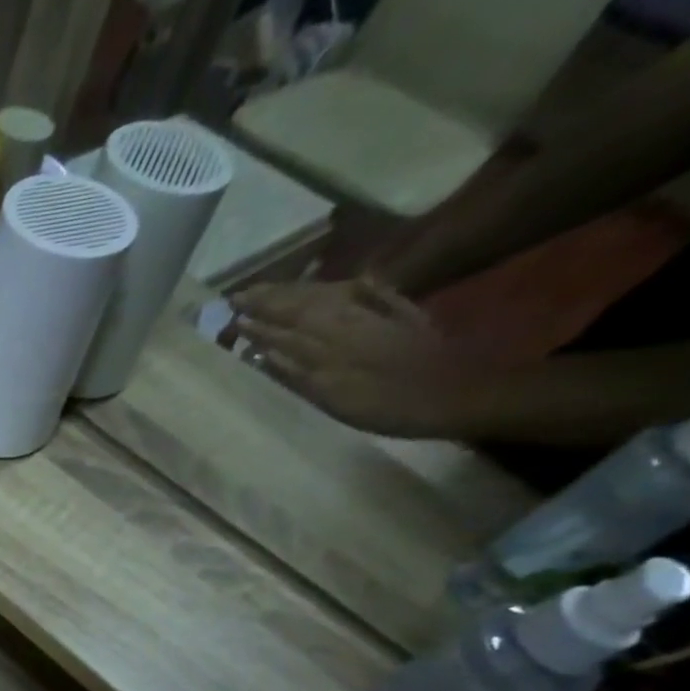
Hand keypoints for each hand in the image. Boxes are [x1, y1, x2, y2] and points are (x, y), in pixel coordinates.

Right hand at [228, 277, 479, 437]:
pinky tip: (346, 282)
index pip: (284, 326)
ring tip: (274, 288)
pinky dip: (353, 289)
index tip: (230, 311)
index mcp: (330, 344)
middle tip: (241, 295)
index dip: (257, 318)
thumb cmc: (391, 408)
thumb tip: (262, 351)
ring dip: (300, 292)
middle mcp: (350, 323)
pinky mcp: (402, 317)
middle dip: (271, 299)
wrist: (458, 393)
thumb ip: (297, 373)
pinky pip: (370, 295)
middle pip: (304, 306)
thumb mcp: (334, 400)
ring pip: (330, 298)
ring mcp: (376, 317)